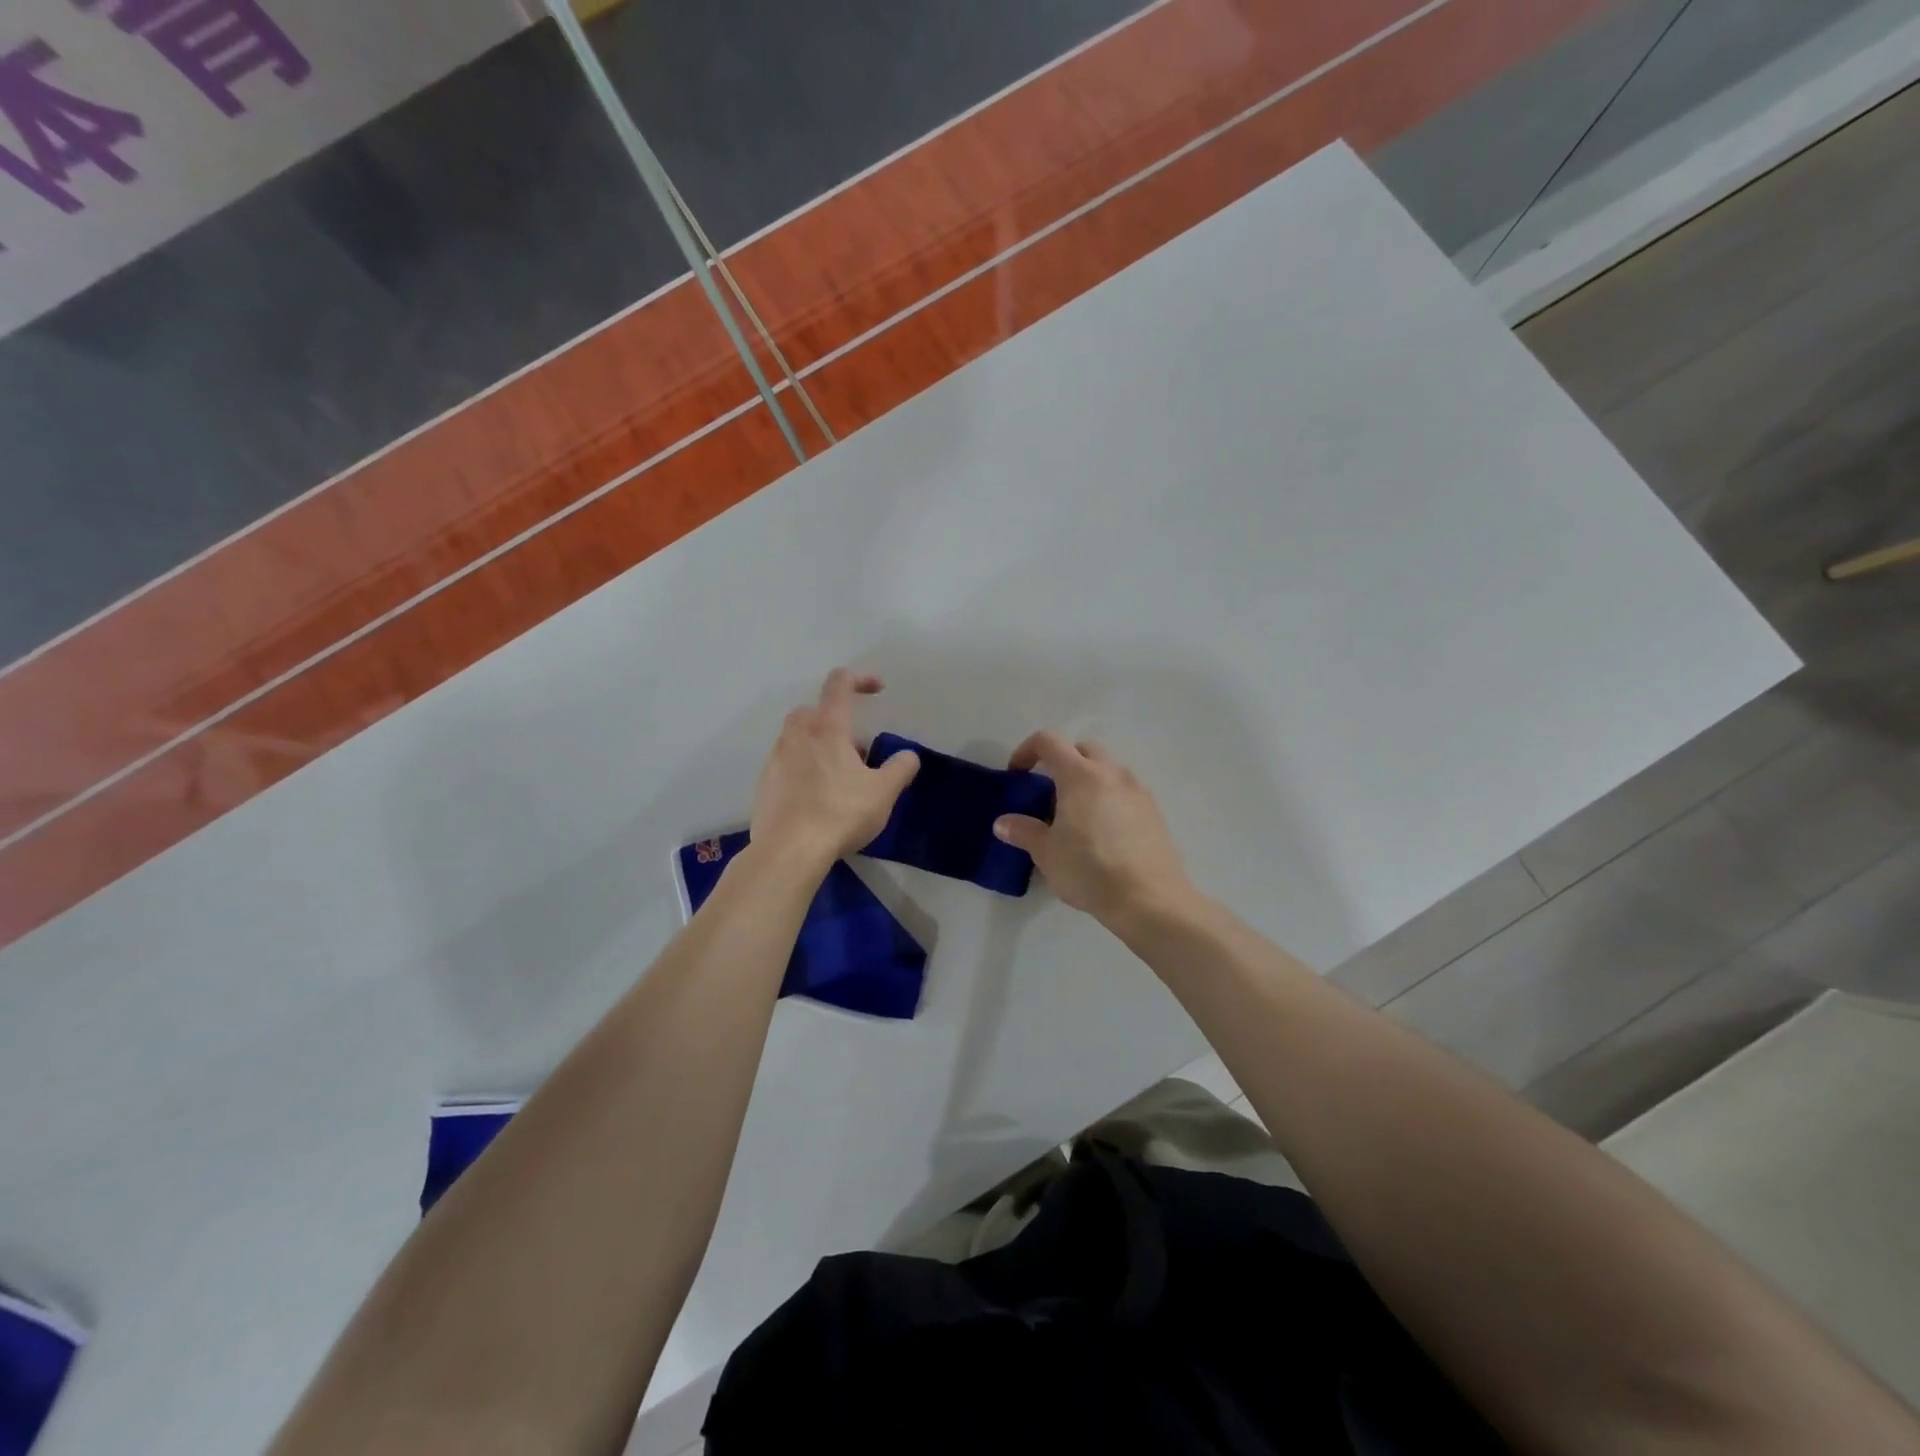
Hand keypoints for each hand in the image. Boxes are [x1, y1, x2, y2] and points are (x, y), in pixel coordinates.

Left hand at [750, 669, 919, 871]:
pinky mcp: (764, 784)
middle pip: (814, 711)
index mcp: (827, 728)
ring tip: (838, 778)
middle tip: (857, 750)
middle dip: (837, 721)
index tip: (878, 690)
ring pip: (798, 738)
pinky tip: (816, 799)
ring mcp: (775, 759)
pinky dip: (802, 770)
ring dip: (818, 746)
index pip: (839, 684)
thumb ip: (899, 769)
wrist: (788, 851)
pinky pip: (786, 765)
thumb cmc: (839, 814)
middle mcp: (797, 735)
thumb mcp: (883, 793)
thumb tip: (908, 756)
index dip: (860, 678)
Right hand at [993, 733, 1193, 926]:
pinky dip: (1108, 799)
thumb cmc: (1089, 869)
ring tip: (1076, 815)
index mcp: (1080, 775)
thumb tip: (1003, 822)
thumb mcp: (1046, 853)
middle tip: (1048, 792)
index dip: (1027, 751)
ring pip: (1107, 770)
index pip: (1048, 741)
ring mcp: (1137, 790)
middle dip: (1061, 762)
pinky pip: (1125, 792)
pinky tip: (1102, 833)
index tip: (1017, 774)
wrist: (1149, 900)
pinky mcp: (1154, 812)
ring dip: (1088, 781)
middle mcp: (1112, 773)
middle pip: (1082, 750)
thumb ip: (1023, 831)